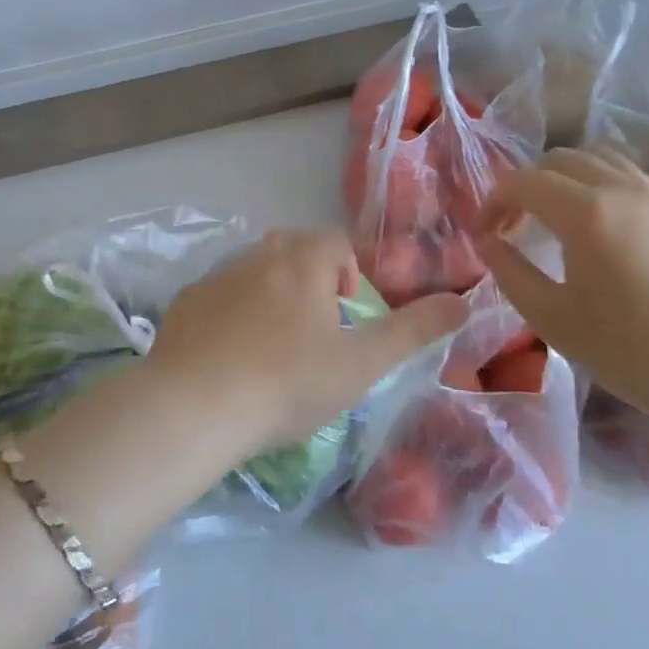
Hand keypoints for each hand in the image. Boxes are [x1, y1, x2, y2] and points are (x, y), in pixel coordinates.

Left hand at [149, 228, 467, 447]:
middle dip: (309, 279)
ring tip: (272, 349)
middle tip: (313, 331)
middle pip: (293, 249)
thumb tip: (463, 303)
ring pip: (253, 272)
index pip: (336, 243)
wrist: (196, 405)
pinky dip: (230, 315)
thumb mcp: (361, 363)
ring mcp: (216, 277)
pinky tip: (229, 359)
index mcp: (303, 260)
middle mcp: (258, 255)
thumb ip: (414, 331)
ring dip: (269, 296)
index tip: (345, 317)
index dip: (349, 274)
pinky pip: (218, 297)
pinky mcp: (185, 302)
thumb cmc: (289, 382)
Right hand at [475, 147, 648, 426]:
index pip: (523, 182)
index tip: (483, 234)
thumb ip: (510, 273)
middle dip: (525, 184)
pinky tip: (596, 222)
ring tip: (551, 216)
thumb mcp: (554, 319)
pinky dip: (597, 181)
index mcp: (586, 212)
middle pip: (558, 160)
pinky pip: (627, 173)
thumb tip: (486, 241)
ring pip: (596, 157)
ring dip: (563, 177)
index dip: (493, 201)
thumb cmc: (632, 350)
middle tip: (512, 225)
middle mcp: (621, 188)